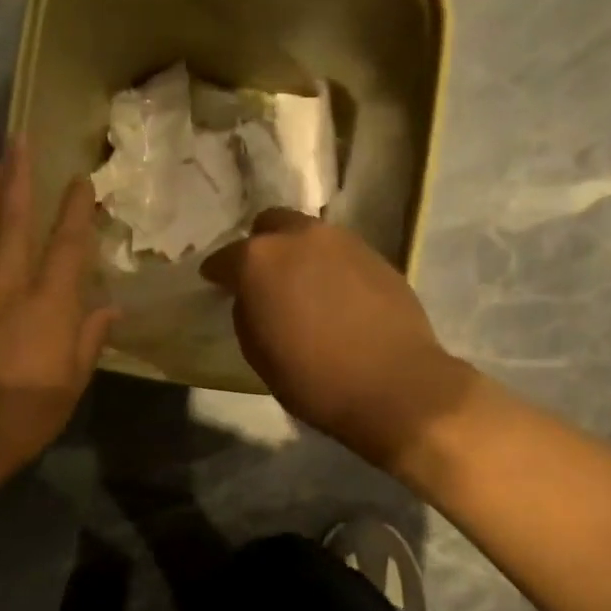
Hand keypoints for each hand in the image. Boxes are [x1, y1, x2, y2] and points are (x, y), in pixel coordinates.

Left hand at [0, 138, 117, 502]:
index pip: (67, 245)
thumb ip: (90, 338)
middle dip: (19, 177)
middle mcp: (8, 285)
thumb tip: (111, 308)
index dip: (75, 210)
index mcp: (49, 305)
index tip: (80, 181)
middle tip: (19, 140)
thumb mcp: (73, 381)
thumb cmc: (28, 412)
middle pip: (13, 221)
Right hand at [201, 209, 475, 473]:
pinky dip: (329, 266)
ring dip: (298, 253)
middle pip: (271, 224)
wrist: (395, 385)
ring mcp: (343, 241)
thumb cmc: (314, 378)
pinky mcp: (376, 255)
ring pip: (309, 234)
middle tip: (263, 277)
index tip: (216, 285)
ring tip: (302, 285)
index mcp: (260, 260)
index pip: (225, 257)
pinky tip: (335, 295)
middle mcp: (300, 237)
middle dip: (260, 245)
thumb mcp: (258, 353)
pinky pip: (340, 252)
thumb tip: (253, 297)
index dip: (218, 273)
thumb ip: (247, 312)